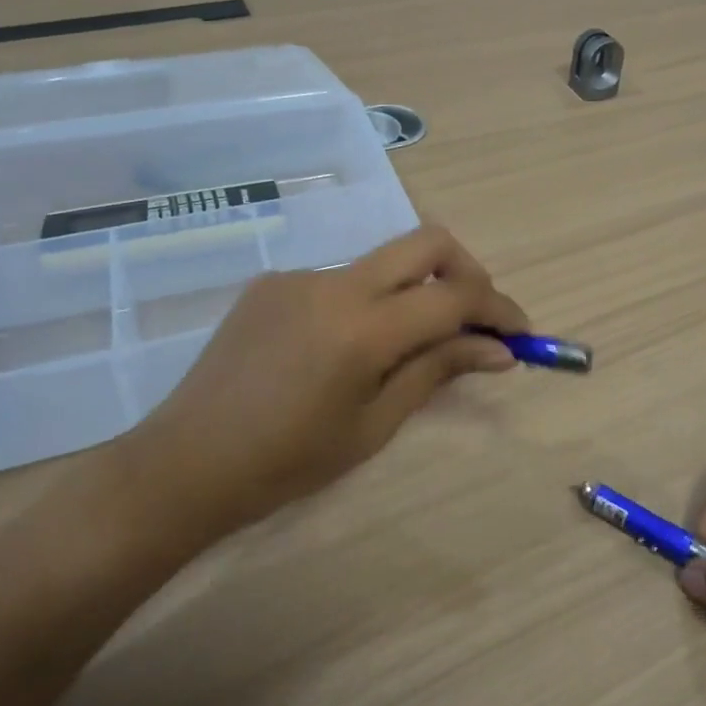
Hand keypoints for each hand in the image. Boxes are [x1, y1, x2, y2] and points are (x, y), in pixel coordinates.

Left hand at [123, 226, 527, 543]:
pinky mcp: (274, 281)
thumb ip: (437, 371)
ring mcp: (301, 275)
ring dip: (414, 291)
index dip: (498, 309)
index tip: (520, 334)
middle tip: (476, 319)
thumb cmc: (287, 462)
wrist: (184, 463)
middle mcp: (336, 282)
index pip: (455, 296)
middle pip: (428, 242)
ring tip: (406, 349)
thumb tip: (498, 350)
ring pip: (384, 262)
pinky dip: (366, 303)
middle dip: (467, 272)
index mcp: (363, 327)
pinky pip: (341, 280)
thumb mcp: (374, 425)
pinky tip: (343, 351)